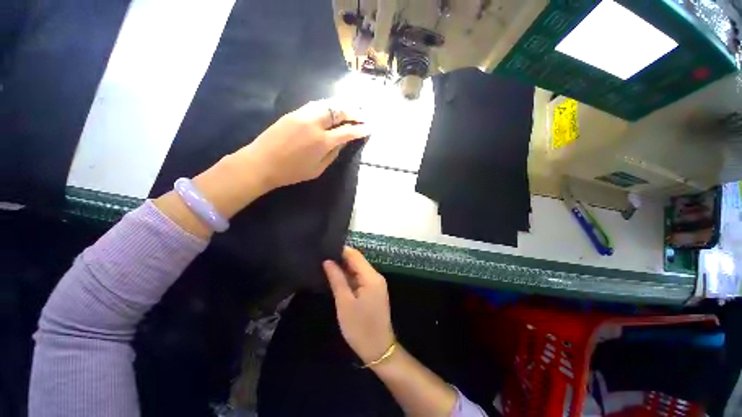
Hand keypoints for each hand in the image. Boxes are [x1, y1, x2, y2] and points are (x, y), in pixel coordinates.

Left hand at [239, 99, 368, 191]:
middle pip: (339, 112)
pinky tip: (332, 109)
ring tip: (351, 109)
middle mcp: (315, 124)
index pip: (347, 132)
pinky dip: (328, 106)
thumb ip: (333, 154)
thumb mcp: (318, 169)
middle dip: (354, 112)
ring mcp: (303, 115)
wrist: (262, 163)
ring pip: (327, 104)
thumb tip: (343, 142)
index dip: (359, 130)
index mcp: (322, 142)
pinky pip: (316, 105)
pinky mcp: (294, 112)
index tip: (368, 128)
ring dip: (342, 106)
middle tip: (363, 115)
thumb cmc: (292, 172)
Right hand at [323, 247, 394, 363]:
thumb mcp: (344, 303)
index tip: (325, 248)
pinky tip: (337, 277)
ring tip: (326, 265)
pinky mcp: (374, 291)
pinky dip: (349, 277)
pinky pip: (360, 278)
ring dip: (344, 268)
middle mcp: (376, 276)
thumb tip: (328, 261)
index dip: (341, 250)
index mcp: (371, 277)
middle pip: (357, 261)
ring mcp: (376, 284)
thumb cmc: (360, 327)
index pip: (355, 255)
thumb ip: (337, 279)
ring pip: (358, 270)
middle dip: (341, 259)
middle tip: (322, 257)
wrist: (378, 350)